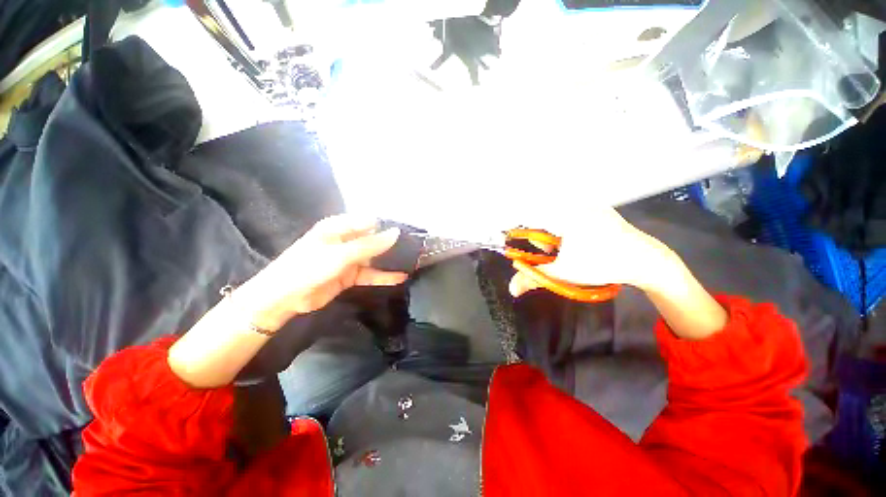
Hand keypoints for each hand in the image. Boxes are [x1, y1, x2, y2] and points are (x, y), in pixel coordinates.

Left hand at [242, 214, 407, 328]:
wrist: (284, 298)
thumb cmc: (308, 268)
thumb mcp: (341, 254)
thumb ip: (370, 245)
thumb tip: (396, 233)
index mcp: (340, 227)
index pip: (370, 221)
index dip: (389, 226)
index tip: (410, 232)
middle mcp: (346, 240)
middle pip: (374, 239)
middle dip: (393, 243)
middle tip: (416, 247)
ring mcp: (349, 258)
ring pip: (375, 257)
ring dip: (390, 260)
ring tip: (413, 261)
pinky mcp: (350, 275)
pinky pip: (371, 273)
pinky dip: (384, 276)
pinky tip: (400, 277)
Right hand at [509, 208, 672, 297]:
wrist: (647, 261)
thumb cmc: (601, 264)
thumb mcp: (562, 272)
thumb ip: (533, 277)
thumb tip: (512, 289)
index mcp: (563, 212)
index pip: (528, 216)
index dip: (521, 233)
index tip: (523, 247)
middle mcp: (575, 203)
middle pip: (543, 219)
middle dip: (544, 240)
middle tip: (554, 253)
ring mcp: (589, 205)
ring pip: (558, 219)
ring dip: (557, 237)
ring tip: (572, 251)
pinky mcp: (599, 210)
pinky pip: (573, 217)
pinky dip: (570, 231)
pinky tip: (583, 244)